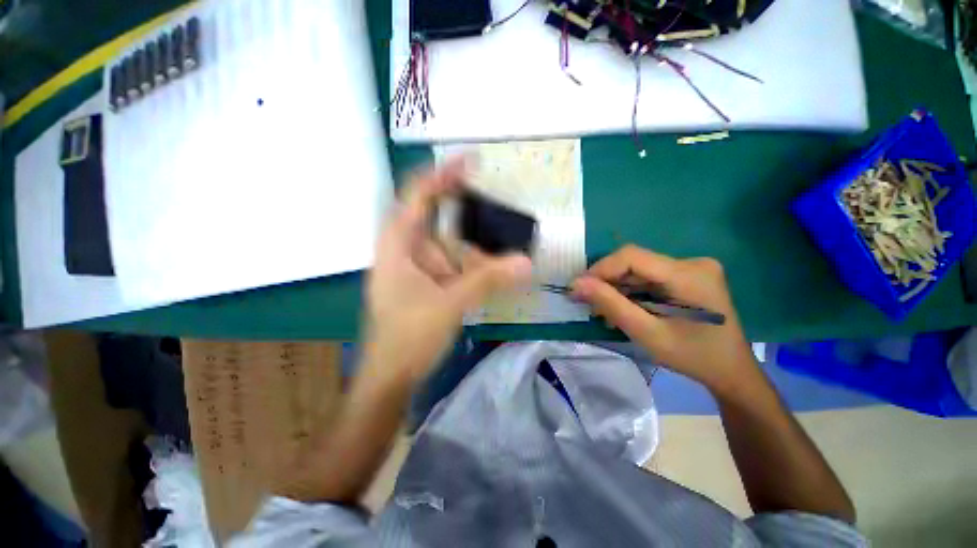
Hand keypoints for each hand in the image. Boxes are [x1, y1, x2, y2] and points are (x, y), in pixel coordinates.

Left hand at [364, 158, 532, 383]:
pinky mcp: (428, 281)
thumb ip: (488, 281)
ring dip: (475, 246)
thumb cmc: (408, 338)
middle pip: (439, 217)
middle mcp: (406, 248)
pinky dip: (472, 263)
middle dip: (467, 213)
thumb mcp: (450, 304)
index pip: (419, 195)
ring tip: (503, 248)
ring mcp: (417, 266)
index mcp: (398, 243)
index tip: (473, 161)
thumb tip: (527, 263)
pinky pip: (453, 263)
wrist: (391, 376)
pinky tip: (492, 268)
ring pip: (449, 243)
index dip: (444, 174)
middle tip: (498, 211)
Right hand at [572, 245, 756, 395]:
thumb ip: (611, 304)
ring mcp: (692, 268)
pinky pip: (648, 277)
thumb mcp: (647, 333)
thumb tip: (576, 284)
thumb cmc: (693, 357)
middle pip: (634, 263)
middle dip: (607, 282)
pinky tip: (625, 309)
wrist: (731, 372)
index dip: (601, 269)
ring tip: (606, 312)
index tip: (579, 289)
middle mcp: (692, 263)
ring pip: (638, 270)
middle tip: (590, 305)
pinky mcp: (688, 276)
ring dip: (617, 289)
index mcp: (689, 274)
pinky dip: (631, 292)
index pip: (632, 256)